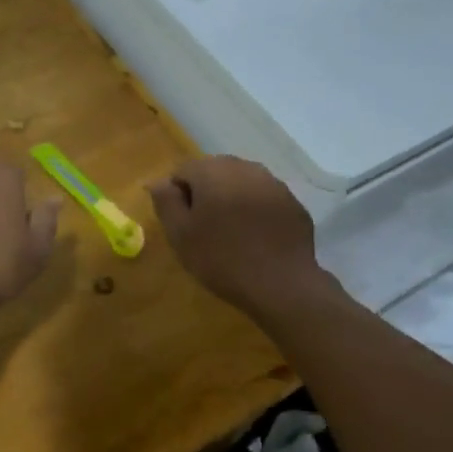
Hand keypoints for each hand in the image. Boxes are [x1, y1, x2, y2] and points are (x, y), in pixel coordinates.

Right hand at [147, 156, 324, 317]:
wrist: (281, 284)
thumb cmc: (221, 258)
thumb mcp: (180, 234)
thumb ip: (166, 201)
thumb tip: (159, 181)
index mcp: (213, 171)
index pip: (182, 170)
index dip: (176, 195)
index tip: (181, 224)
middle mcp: (244, 167)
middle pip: (214, 172)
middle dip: (205, 194)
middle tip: (203, 229)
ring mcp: (274, 183)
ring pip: (241, 184)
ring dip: (231, 200)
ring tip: (230, 233)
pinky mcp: (293, 203)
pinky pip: (264, 199)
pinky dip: (255, 210)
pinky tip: (255, 238)